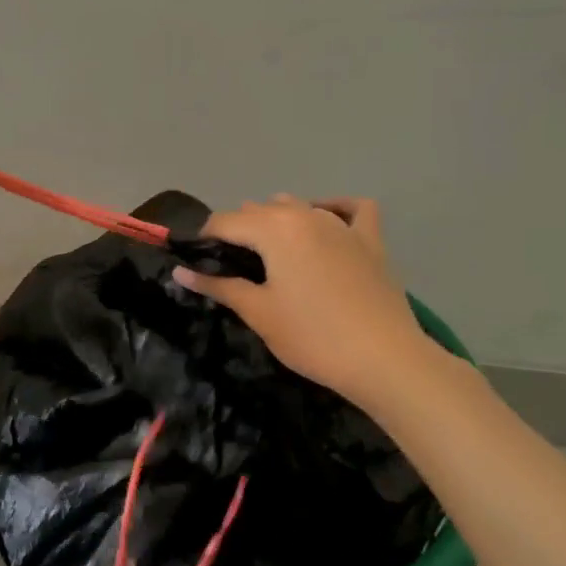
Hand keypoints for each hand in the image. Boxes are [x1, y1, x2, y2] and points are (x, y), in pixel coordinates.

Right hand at [175, 196, 439, 409]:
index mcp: (274, 228)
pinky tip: (324, 221)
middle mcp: (305, 214)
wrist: (384, 359)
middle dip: (237, 232)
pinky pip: (350, 209)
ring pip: (298, 205)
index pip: (224, 222)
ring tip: (269, 254)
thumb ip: (218, 285)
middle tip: (230, 270)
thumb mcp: (258, 313)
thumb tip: (180, 271)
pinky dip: (333, 209)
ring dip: (276, 220)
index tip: (196, 264)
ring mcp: (341, 224)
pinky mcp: (370, 240)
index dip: (204, 240)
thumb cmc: (313, 337)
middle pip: (258, 211)